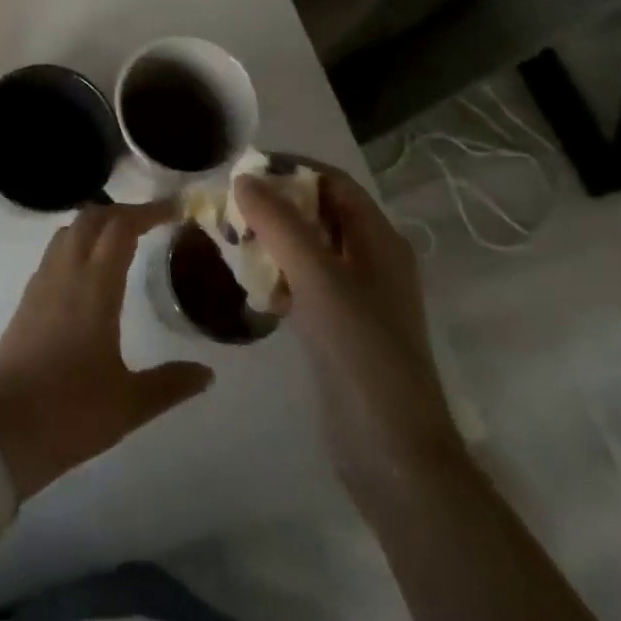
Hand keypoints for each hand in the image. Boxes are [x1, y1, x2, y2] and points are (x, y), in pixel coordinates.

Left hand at [0, 203, 213, 499]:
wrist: (0, 433)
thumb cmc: (69, 414)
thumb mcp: (129, 404)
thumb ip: (170, 384)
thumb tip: (207, 373)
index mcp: (93, 288)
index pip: (120, 228)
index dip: (147, 212)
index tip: (174, 209)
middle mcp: (64, 274)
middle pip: (91, 219)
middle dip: (122, 211)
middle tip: (152, 221)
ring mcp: (40, 284)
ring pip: (68, 232)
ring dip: (96, 224)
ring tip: (124, 239)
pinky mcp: (26, 300)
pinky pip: (54, 253)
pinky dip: (77, 243)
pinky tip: (92, 270)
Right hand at [235, 162, 463, 498]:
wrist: (392, 452)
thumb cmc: (362, 352)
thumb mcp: (319, 279)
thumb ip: (280, 224)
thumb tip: (243, 179)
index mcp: (379, 241)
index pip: (334, 183)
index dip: (292, 169)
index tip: (244, 171)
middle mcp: (371, 261)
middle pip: (319, 213)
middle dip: (275, 204)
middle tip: (228, 207)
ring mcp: (356, 296)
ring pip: (307, 248)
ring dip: (271, 239)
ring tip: (229, 241)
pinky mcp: (339, 326)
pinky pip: (303, 283)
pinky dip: (276, 274)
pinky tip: (249, 285)